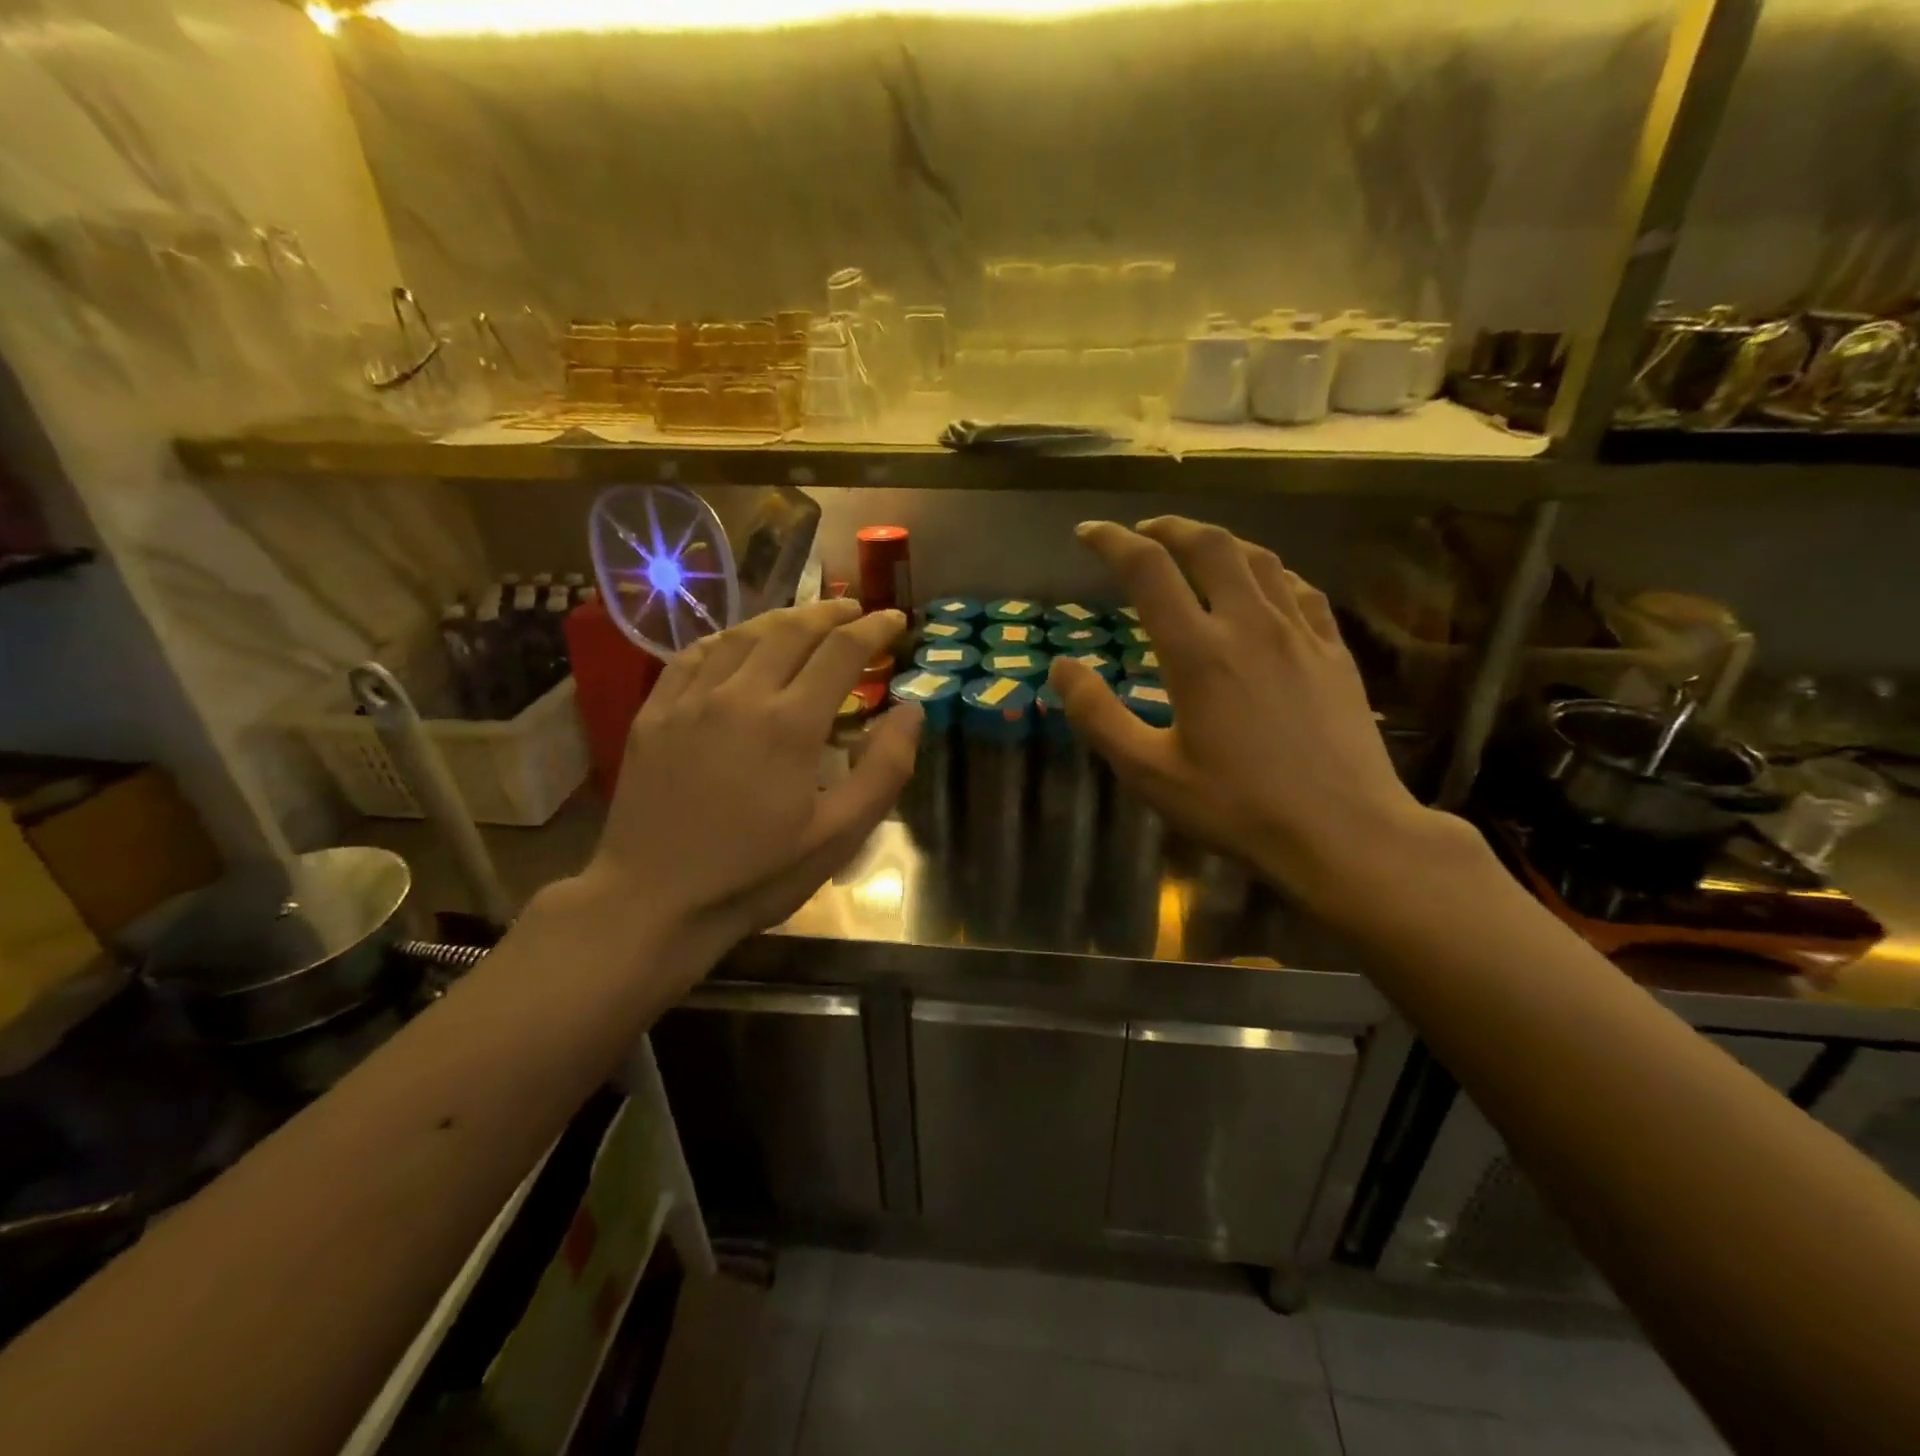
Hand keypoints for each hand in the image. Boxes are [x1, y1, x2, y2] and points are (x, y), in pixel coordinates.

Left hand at [570, 599, 920, 966]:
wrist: (654, 901)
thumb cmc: (756, 875)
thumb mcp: (838, 836)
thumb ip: (884, 770)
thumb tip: (913, 712)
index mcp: (790, 724)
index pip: (841, 652)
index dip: (874, 629)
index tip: (895, 619)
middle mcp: (740, 695)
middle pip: (792, 631)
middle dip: (831, 613)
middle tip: (856, 611)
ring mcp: (690, 700)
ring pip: (742, 635)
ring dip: (781, 619)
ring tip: (806, 619)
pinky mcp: (655, 713)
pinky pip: (693, 655)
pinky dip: (726, 639)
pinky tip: (737, 643)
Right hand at [1050, 517, 1459, 919]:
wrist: (1344, 833)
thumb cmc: (1237, 808)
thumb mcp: (1149, 772)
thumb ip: (1098, 715)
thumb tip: (1062, 667)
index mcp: (1198, 652)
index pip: (1148, 570)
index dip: (1112, 541)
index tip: (1088, 533)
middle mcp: (1250, 625)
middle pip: (1209, 545)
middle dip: (1169, 527)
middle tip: (1143, 531)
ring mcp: (1300, 634)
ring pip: (1259, 559)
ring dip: (1219, 542)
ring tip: (1195, 549)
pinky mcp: (1334, 652)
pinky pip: (1300, 589)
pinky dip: (1269, 572)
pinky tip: (1263, 587)